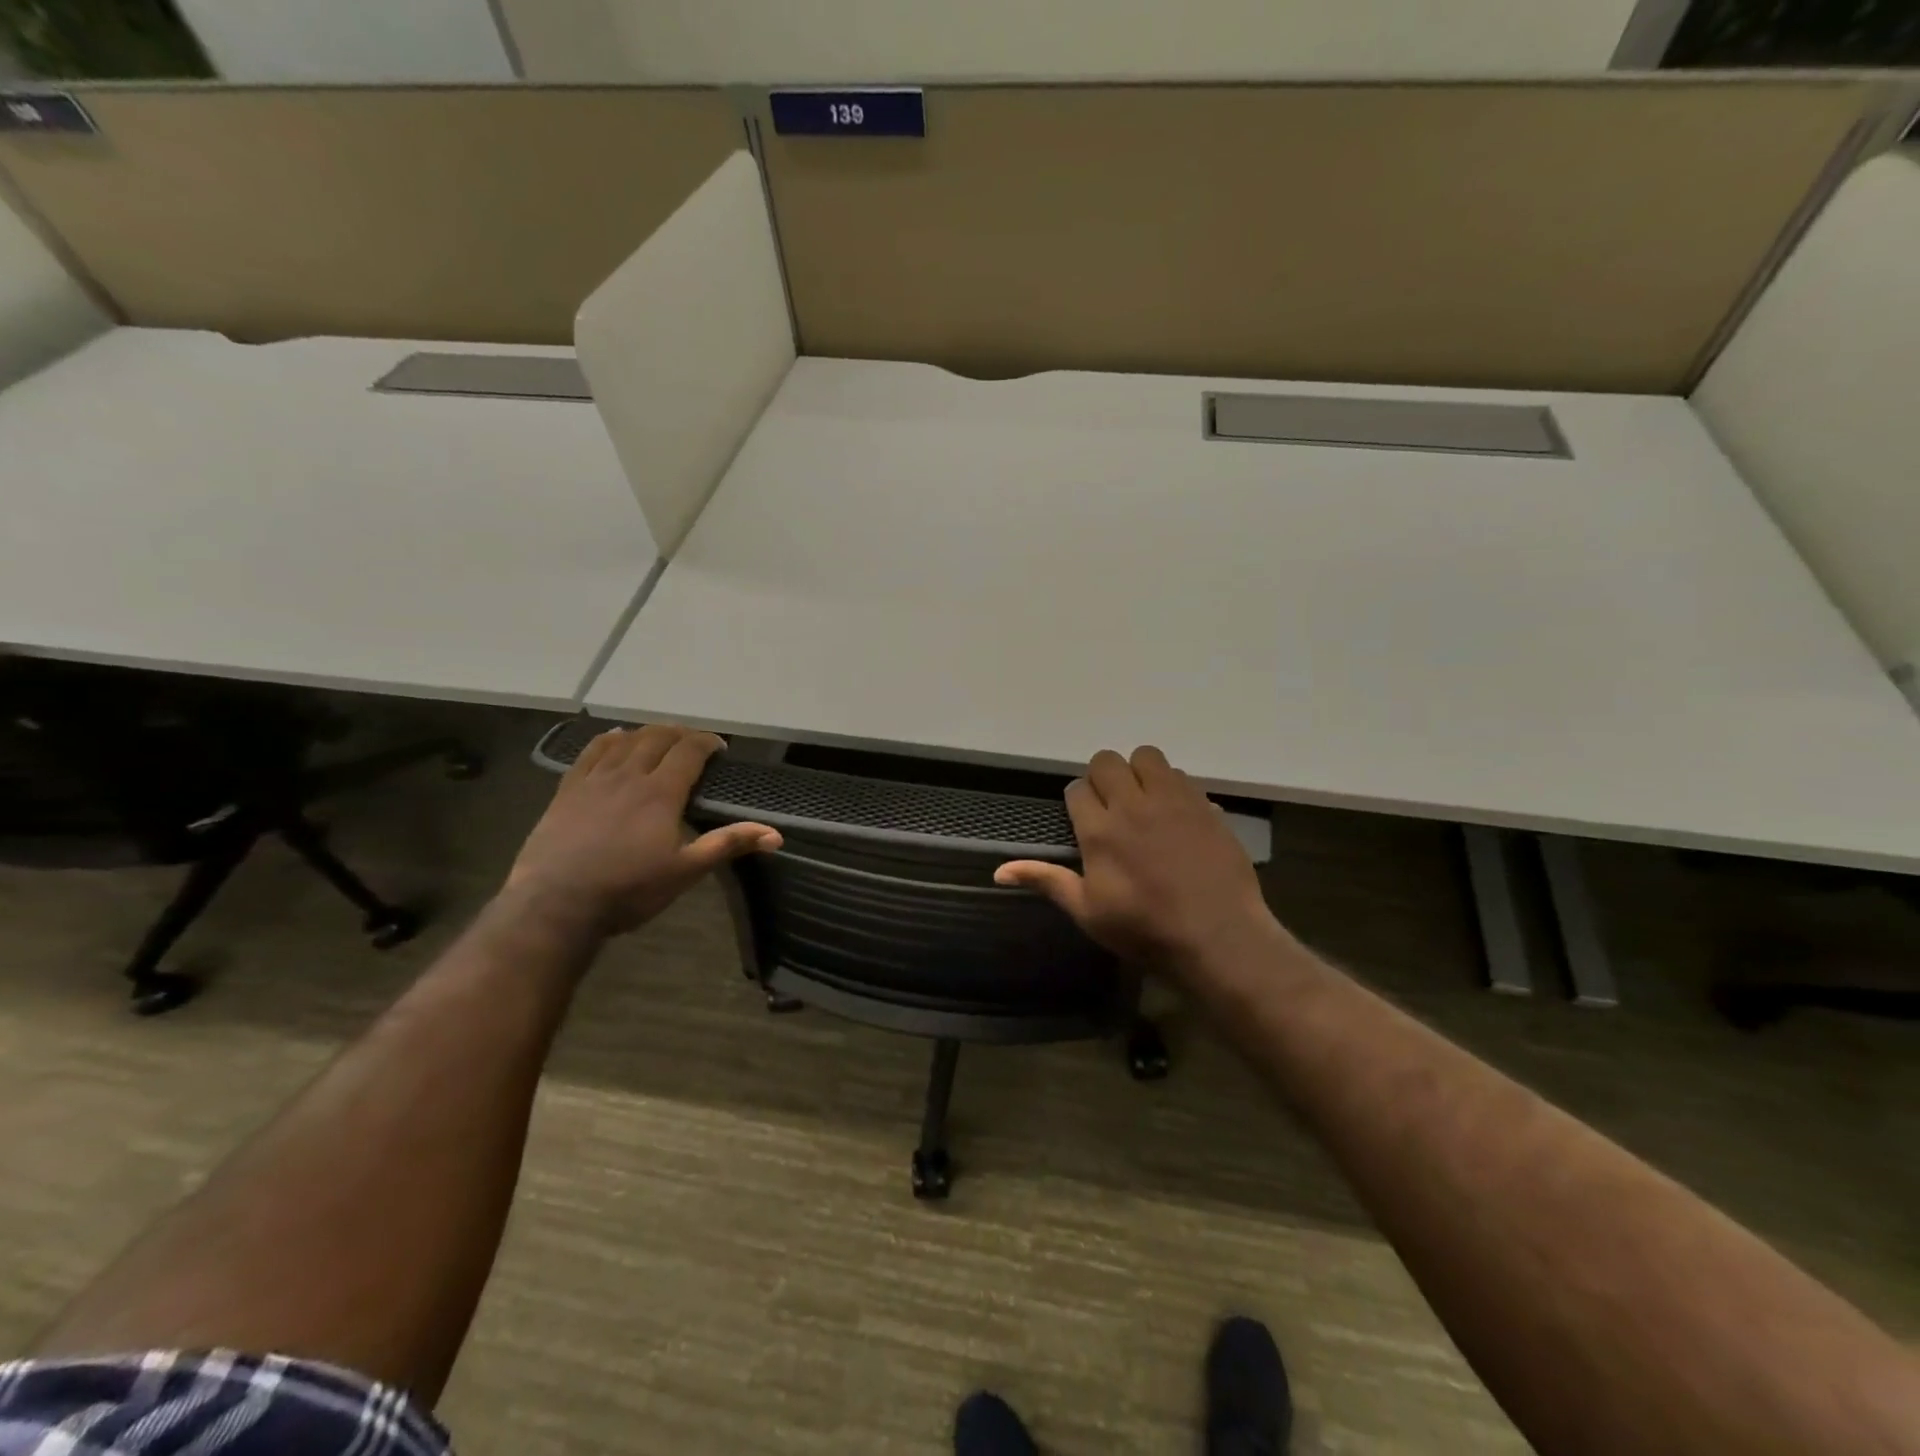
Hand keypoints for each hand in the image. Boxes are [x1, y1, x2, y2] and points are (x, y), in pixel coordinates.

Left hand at [507, 724, 780, 936]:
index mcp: (661, 792)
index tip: (720, 748)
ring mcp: (594, 780)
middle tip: (693, 743)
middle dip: (680, 733)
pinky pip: (590, 752)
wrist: (555, 905)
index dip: (708, 742)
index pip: (689, 750)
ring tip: (660, 738)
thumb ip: (728, 844)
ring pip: (625, 740)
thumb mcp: (685, 871)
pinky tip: (615, 738)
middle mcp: (629, 775)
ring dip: (647, 733)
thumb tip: (776, 835)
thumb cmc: (628, 890)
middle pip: (657, 737)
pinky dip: (608, 739)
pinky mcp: (567, 790)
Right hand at [995, 746, 1279, 975]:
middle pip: (1107, 762)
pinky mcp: (1204, 805)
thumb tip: (998, 870)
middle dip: (1103, 777)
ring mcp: (1172, 801)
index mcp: (1100, 831)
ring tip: (1143, 801)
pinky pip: (1181, 776)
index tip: (1085, 820)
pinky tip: (1175, 815)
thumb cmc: (1145, 930)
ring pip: (1147, 757)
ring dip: (1139, 772)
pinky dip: (1171, 787)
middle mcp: (1133, 805)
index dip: (1078, 801)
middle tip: (1111, 805)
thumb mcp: (1088, 912)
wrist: (1218, 937)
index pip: (1077, 790)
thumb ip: (1047, 881)